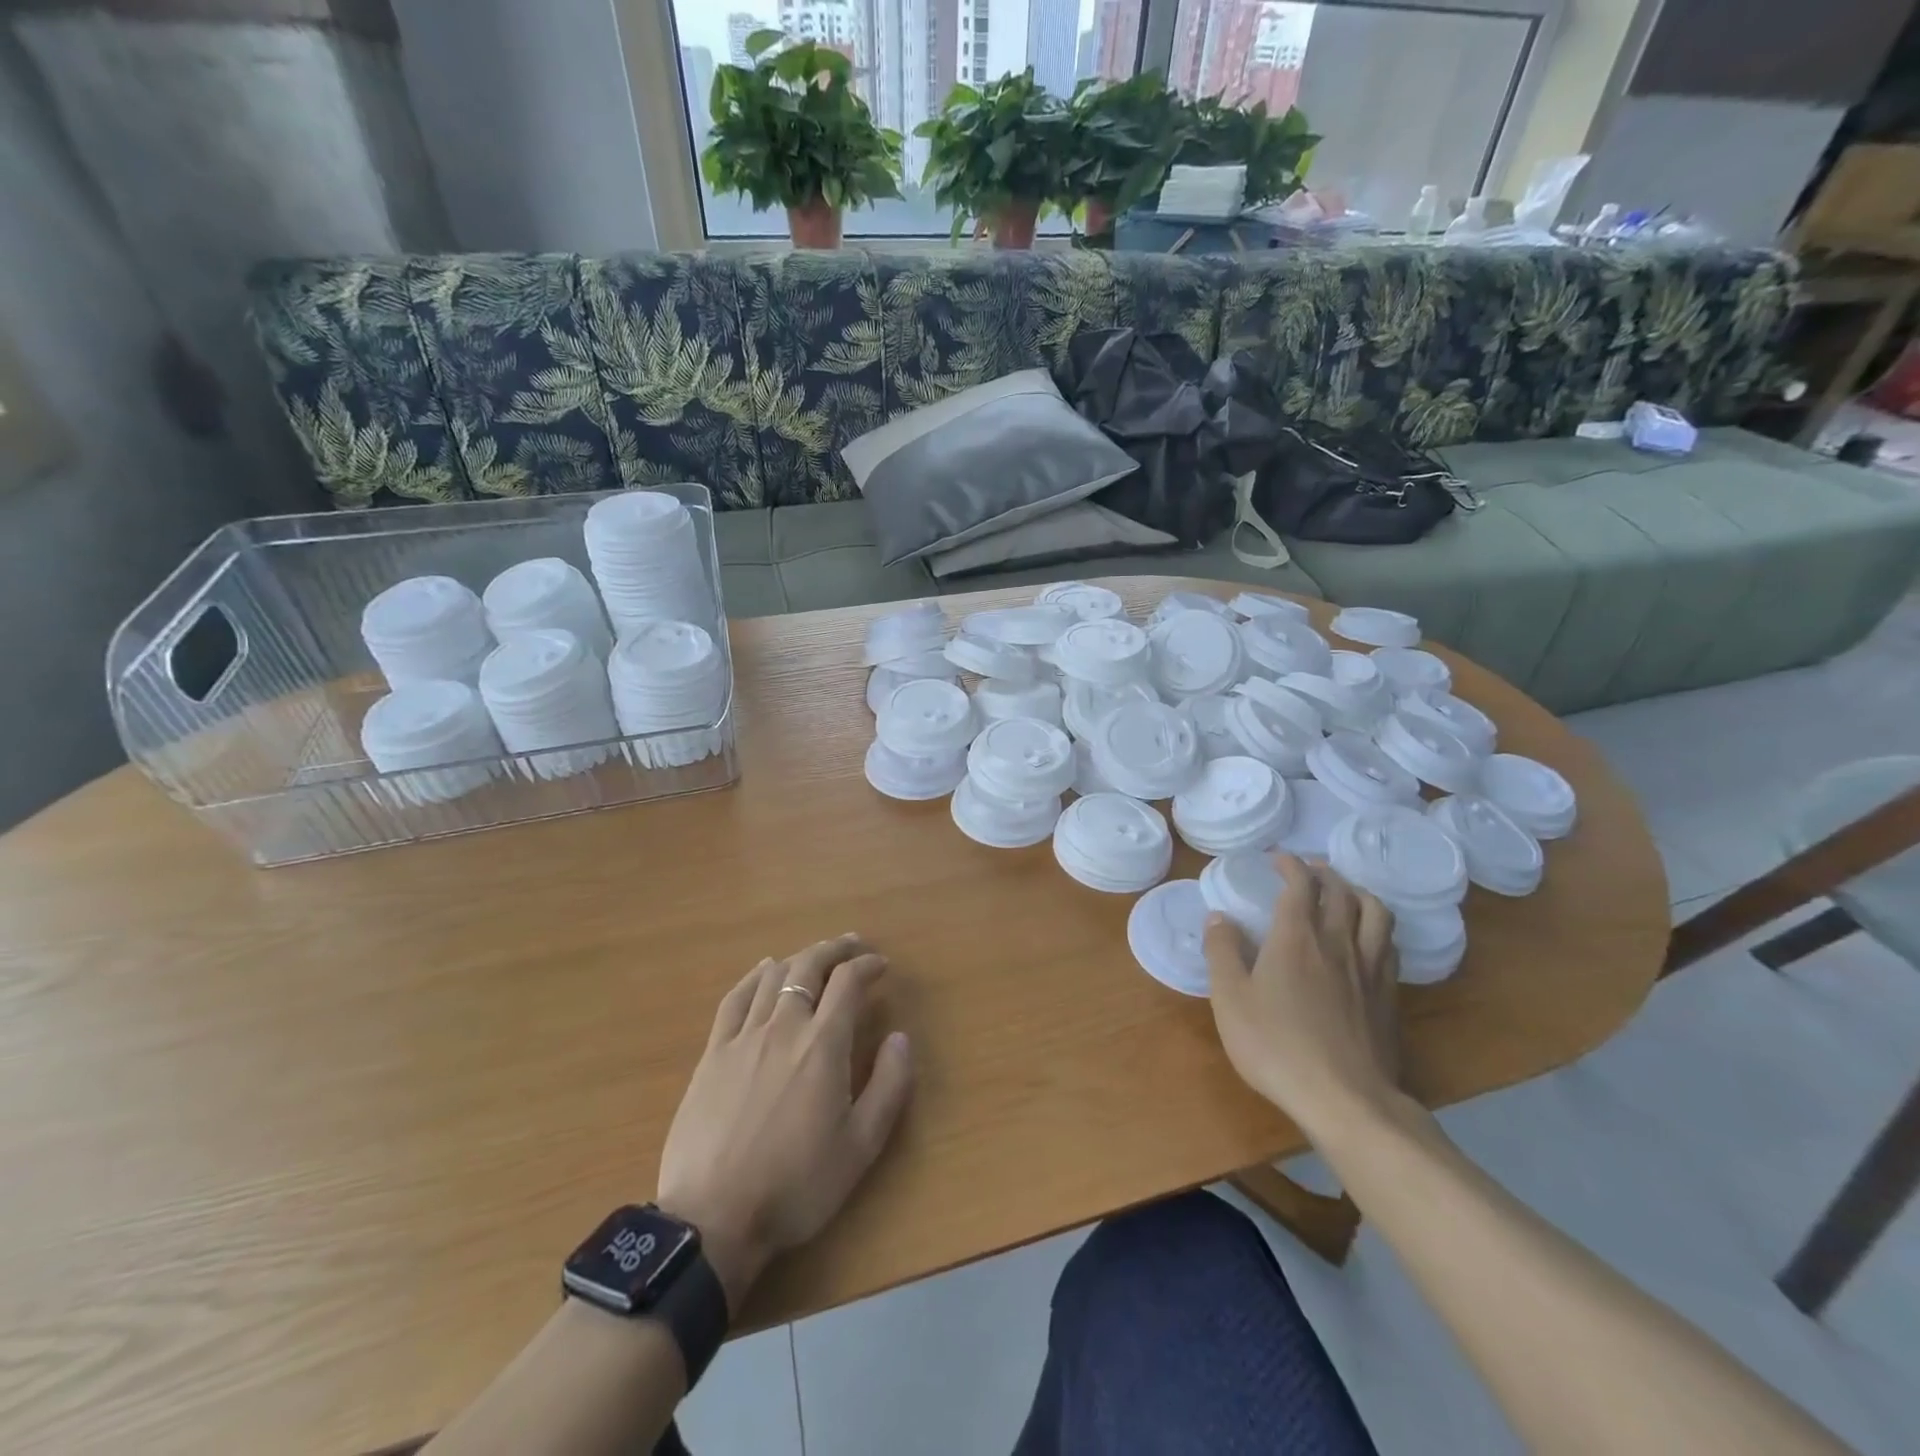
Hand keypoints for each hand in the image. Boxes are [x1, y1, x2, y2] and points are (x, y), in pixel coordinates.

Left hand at [655, 935, 913, 1313]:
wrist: (714, 1218)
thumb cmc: (796, 1185)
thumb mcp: (861, 1146)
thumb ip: (889, 1085)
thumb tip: (899, 1036)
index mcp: (823, 1045)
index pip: (848, 982)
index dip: (867, 965)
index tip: (881, 965)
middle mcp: (784, 1026)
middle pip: (810, 966)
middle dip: (835, 948)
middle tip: (853, 945)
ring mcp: (743, 1037)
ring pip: (774, 976)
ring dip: (800, 958)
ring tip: (816, 956)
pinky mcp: (713, 1053)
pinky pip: (736, 998)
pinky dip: (755, 975)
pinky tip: (764, 969)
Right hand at [1204, 855, 1403, 1144]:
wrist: (1346, 1099)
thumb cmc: (1276, 1045)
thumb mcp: (1230, 999)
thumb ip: (1222, 952)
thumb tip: (1218, 917)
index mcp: (1296, 938)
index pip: (1300, 885)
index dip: (1290, 865)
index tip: (1278, 858)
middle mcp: (1337, 942)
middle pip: (1341, 892)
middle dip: (1324, 873)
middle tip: (1309, 869)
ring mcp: (1369, 969)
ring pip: (1376, 913)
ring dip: (1358, 893)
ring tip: (1346, 893)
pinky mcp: (1389, 997)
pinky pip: (1389, 945)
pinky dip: (1377, 928)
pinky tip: (1369, 939)